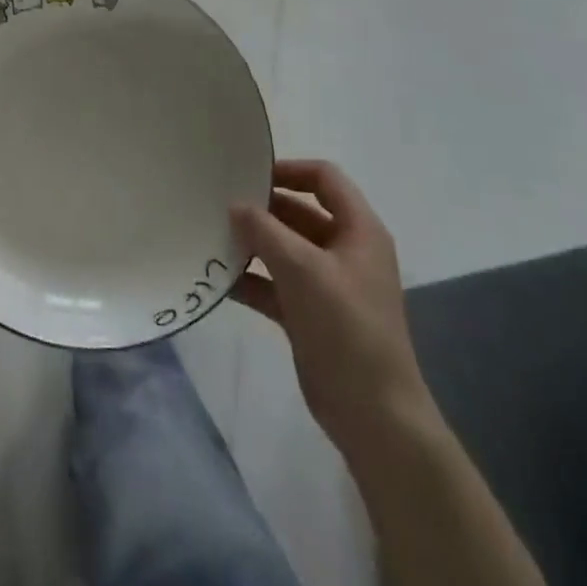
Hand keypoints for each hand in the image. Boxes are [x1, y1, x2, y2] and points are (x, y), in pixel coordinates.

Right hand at [231, 159, 436, 455]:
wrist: (375, 416)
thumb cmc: (347, 328)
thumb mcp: (303, 269)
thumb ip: (265, 231)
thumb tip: (235, 206)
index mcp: (358, 231)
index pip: (324, 178)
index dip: (289, 169)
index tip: (249, 174)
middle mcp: (345, 251)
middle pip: (300, 212)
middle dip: (262, 208)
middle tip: (218, 203)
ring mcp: (327, 285)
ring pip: (284, 249)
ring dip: (252, 243)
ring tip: (211, 235)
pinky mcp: (310, 314)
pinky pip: (275, 284)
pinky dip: (250, 279)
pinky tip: (218, 278)